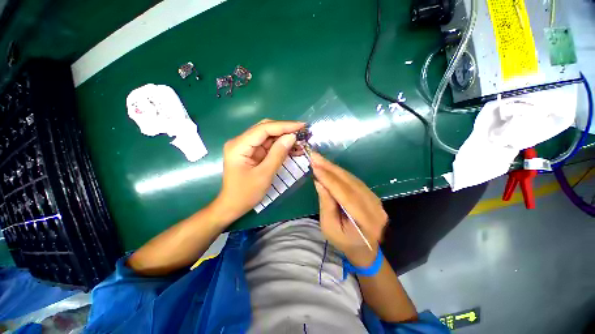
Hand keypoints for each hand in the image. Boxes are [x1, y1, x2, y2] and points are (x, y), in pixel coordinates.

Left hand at [213, 119, 304, 224]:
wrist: (233, 206)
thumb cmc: (246, 193)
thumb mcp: (264, 174)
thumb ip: (278, 154)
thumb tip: (291, 137)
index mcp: (239, 146)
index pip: (264, 129)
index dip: (284, 126)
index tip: (301, 126)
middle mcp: (241, 142)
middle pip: (265, 129)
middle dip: (285, 130)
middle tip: (302, 133)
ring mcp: (247, 147)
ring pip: (268, 136)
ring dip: (284, 138)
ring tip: (300, 141)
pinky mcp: (252, 153)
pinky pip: (268, 145)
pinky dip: (280, 146)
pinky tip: (292, 148)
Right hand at [311, 152, 387, 265]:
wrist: (364, 249)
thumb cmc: (343, 242)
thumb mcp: (329, 227)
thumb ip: (326, 204)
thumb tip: (319, 182)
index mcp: (366, 222)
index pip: (346, 195)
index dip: (329, 179)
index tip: (315, 167)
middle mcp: (375, 208)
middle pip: (351, 183)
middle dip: (331, 169)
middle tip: (316, 157)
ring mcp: (376, 200)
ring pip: (353, 179)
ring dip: (335, 168)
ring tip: (320, 160)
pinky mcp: (372, 195)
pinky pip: (355, 181)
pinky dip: (340, 173)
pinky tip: (330, 167)